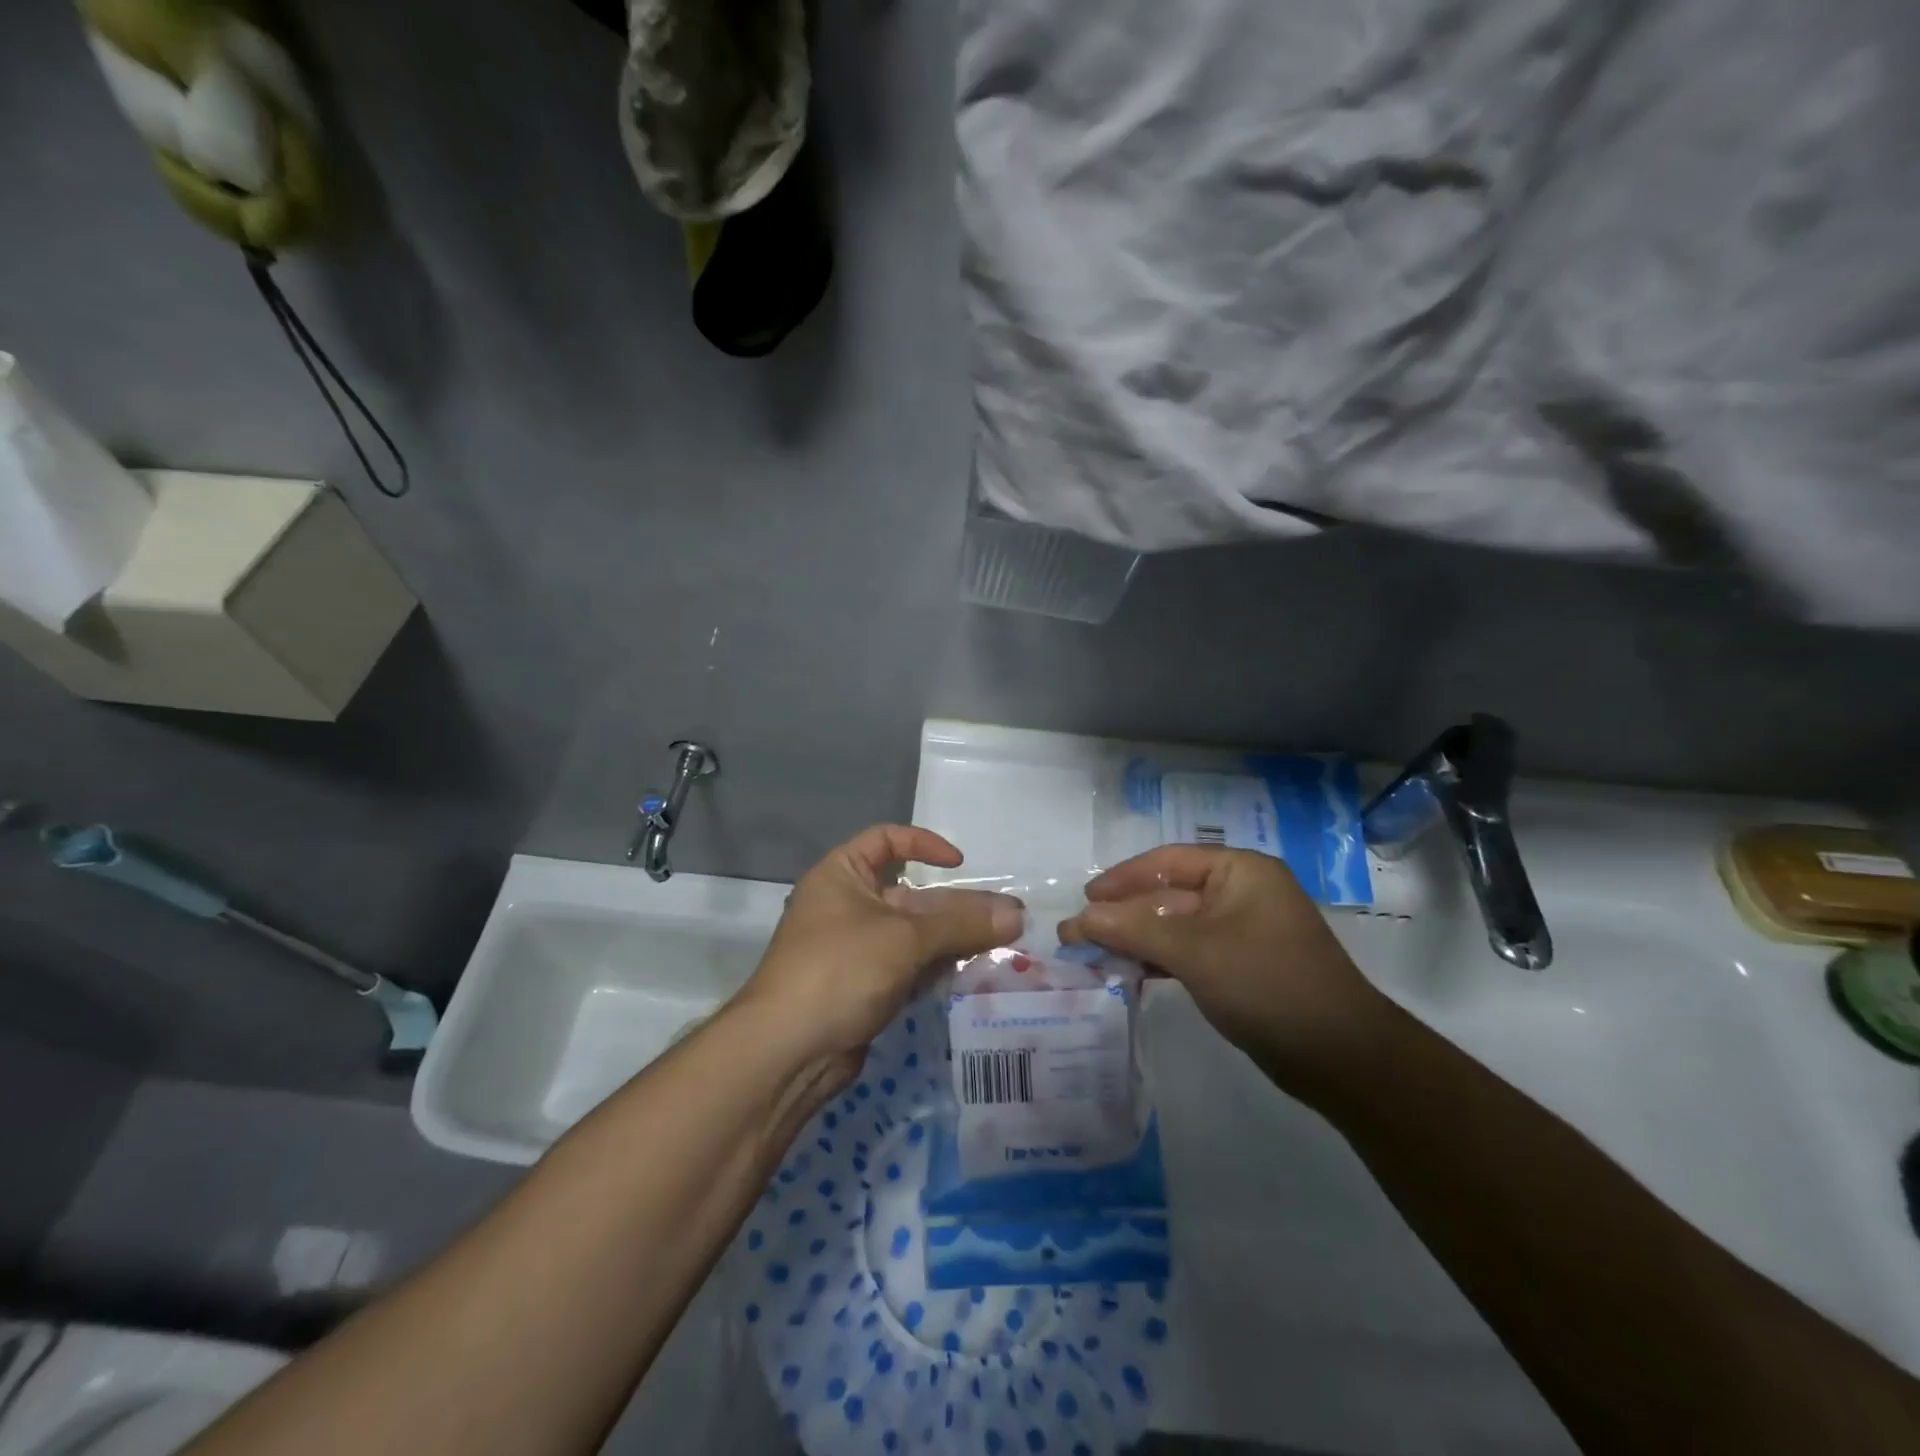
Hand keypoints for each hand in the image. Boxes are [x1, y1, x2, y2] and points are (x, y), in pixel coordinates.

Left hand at [735, 825, 1022, 1095]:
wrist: (787, 1052)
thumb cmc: (840, 969)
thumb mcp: (904, 938)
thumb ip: (962, 924)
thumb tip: (1018, 914)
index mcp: (842, 874)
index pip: (886, 841)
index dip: (923, 845)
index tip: (959, 865)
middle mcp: (847, 906)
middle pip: (910, 895)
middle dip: (956, 907)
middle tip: (1007, 919)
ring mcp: (855, 950)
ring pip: (914, 935)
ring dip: (953, 940)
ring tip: (1002, 947)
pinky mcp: (864, 988)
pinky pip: (908, 967)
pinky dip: (937, 968)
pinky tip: (971, 974)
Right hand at [1058, 845, 1382, 1093]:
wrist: (1339, 1057)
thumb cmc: (1267, 984)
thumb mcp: (1195, 951)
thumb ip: (1134, 929)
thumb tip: (1079, 917)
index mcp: (1240, 871)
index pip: (1168, 862)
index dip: (1122, 878)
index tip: (1086, 898)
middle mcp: (1241, 893)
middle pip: (1168, 895)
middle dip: (1124, 914)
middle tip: (1077, 933)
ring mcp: (1242, 931)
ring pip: (1176, 926)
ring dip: (1137, 938)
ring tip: (1092, 954)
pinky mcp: (1241, 966)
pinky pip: (1190, 952)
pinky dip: (1159, 959)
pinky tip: (1128, 972)